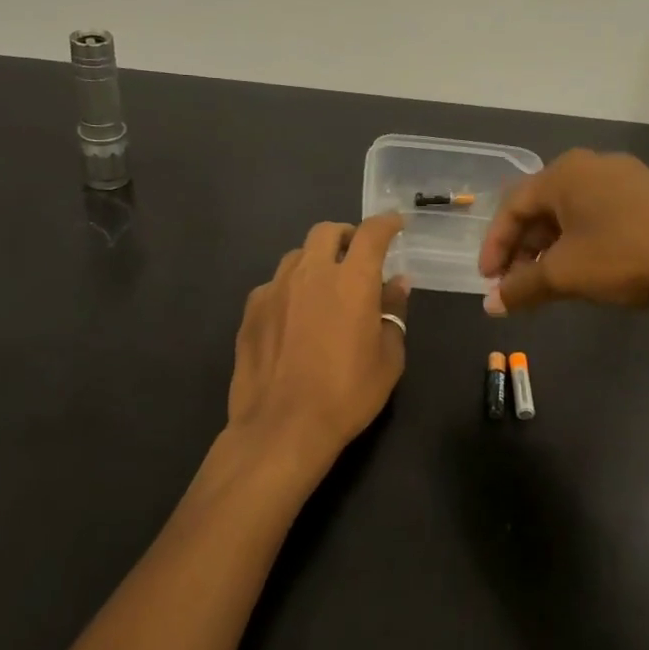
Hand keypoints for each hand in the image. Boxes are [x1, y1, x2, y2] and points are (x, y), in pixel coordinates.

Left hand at [221, 214, 410, 489]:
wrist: (282, 427)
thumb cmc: (347, 393)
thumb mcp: (388, 357)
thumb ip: (393, 311)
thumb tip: (397, 282)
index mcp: (352, 280)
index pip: (372, 233)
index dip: (386, 223)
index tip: (395, 225)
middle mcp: (311, 272)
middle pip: (327, 231)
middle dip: (346, 235)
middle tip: (358, 256)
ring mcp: (275, 288)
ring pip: (297, 255)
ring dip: (316, 261)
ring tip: (324, 288)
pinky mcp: (251, 310)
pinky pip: (275, 285)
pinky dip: (291, 289)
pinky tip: (294, 317)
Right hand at [478, 150, 648, 314]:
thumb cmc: (626, 256)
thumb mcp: (566, 274)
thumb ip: (522, 287)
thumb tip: (491, 306)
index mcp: (564, 173)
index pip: (512, 206)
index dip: (495, 245)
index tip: (489, 281)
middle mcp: (591, 166)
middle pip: (540, 207)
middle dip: (523, 248)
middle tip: (517, 284)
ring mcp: (624, 178)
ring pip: (570, 212)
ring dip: (550, 247)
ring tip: (548, 281)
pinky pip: (598, 215)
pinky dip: (580, 241)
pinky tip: (586, 268)